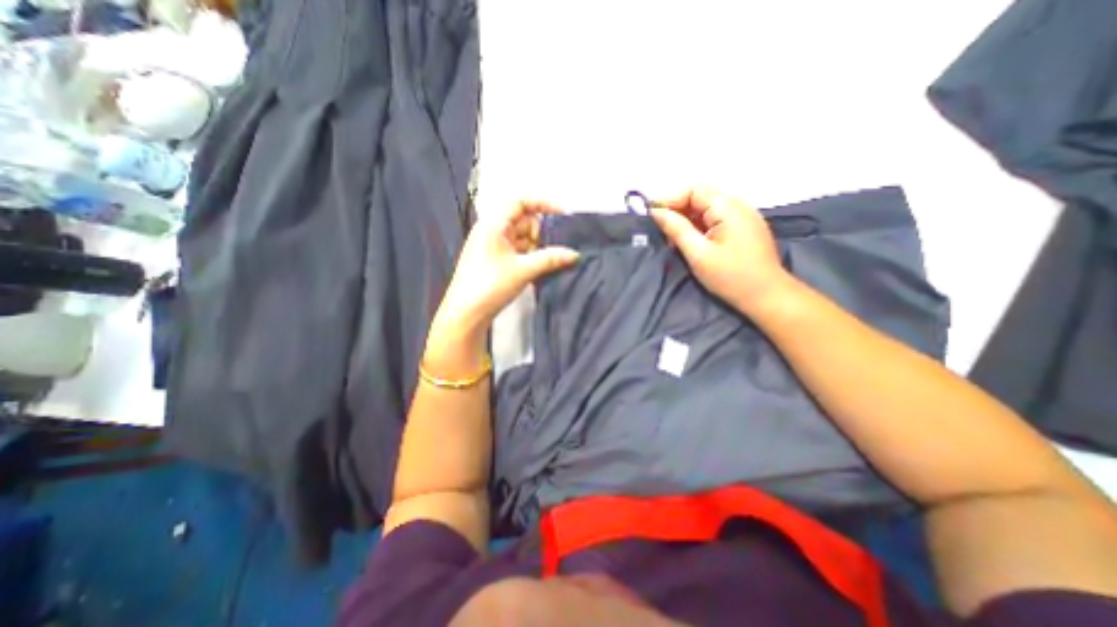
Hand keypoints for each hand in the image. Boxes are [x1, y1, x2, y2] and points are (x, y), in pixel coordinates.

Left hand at [433, 201, 579, 336]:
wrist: (466, 313)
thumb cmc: (490, 285)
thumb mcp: (523, 270)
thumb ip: (551, 259)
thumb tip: (575, 254)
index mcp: (494, 224)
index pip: (521, 202)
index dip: (543, 204)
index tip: (563, 215)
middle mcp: (492, 231)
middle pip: (523, 221)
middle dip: (541, 232)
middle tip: (555, 248)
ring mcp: (493, 246)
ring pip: (522, 238)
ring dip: (537, 247)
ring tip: (551, 261)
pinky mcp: (494, 261)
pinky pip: (517, 251)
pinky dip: (530, 256)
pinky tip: (540, 268)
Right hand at [652, 187, 789, 312]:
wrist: (767, 296)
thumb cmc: (731, 276)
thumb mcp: (698, 254)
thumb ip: (677, 230)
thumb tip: (656, 212)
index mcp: (728, 207)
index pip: (694, 190)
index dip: (670, 199)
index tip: (650, 214)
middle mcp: (738, 205)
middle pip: (701, 196)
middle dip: (677, 208)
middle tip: (660, 227)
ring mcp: (743, 217)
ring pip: (707, 208)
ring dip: (687, 218)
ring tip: (672, 237)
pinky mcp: (743, 229)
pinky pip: (716, 218)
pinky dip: (699, 225)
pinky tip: (689, 240)